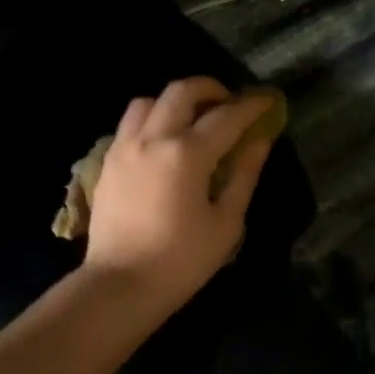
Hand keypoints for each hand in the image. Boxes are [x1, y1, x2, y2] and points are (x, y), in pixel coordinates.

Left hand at [83, 77, 276, 316]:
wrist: (120, 285)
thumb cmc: (181, 261)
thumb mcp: (226, 223)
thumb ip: (244, 175)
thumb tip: (260, 140)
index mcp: (187, 154)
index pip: (226, 116)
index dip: (251, 106)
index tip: (267, 101)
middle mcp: (152, 139)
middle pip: (182, 92)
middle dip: (210, 89)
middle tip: (229, 103)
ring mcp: (124, 147)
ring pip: (148, 101)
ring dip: (175, 102)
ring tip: (191, 120)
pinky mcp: (107, 162)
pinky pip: (130, 124)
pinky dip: (151, 120)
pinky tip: (163, 142)